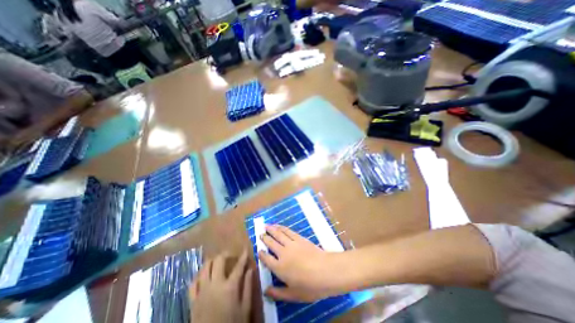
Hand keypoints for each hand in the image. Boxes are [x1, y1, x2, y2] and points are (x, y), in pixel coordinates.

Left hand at [191, 252, 251, 322]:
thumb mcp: (245, 309)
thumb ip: (248, 287)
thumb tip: (250, 270)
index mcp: (230, 287)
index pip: (238, 266)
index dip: (243, 256)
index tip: (245, 249)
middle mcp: (215, 284)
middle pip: (218, 261)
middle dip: (225, 254)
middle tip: (230, 255)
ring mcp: (202, 291)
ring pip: (205, 268)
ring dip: (212, 261)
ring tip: (217, 261)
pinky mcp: (192, 300)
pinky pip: (193, 283)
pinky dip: (199, 275)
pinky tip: (204, 275)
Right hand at [258, 224, 343, 302]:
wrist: (325, 270)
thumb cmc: (310, 286)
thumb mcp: (293, 295)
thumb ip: (278, 293)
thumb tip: (265, 291)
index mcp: (279, 268)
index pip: (267, 259)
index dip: (262, 254)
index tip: (259, 250)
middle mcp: (283, 253)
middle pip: (271, 243)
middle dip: (264, 238)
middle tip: (260, 233)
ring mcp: (291, 244)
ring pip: (278, 234)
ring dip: (271, 229)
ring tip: (266, 226)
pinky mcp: (299, 238)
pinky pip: (288, 231)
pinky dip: (282, 227)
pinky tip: (279, 226)